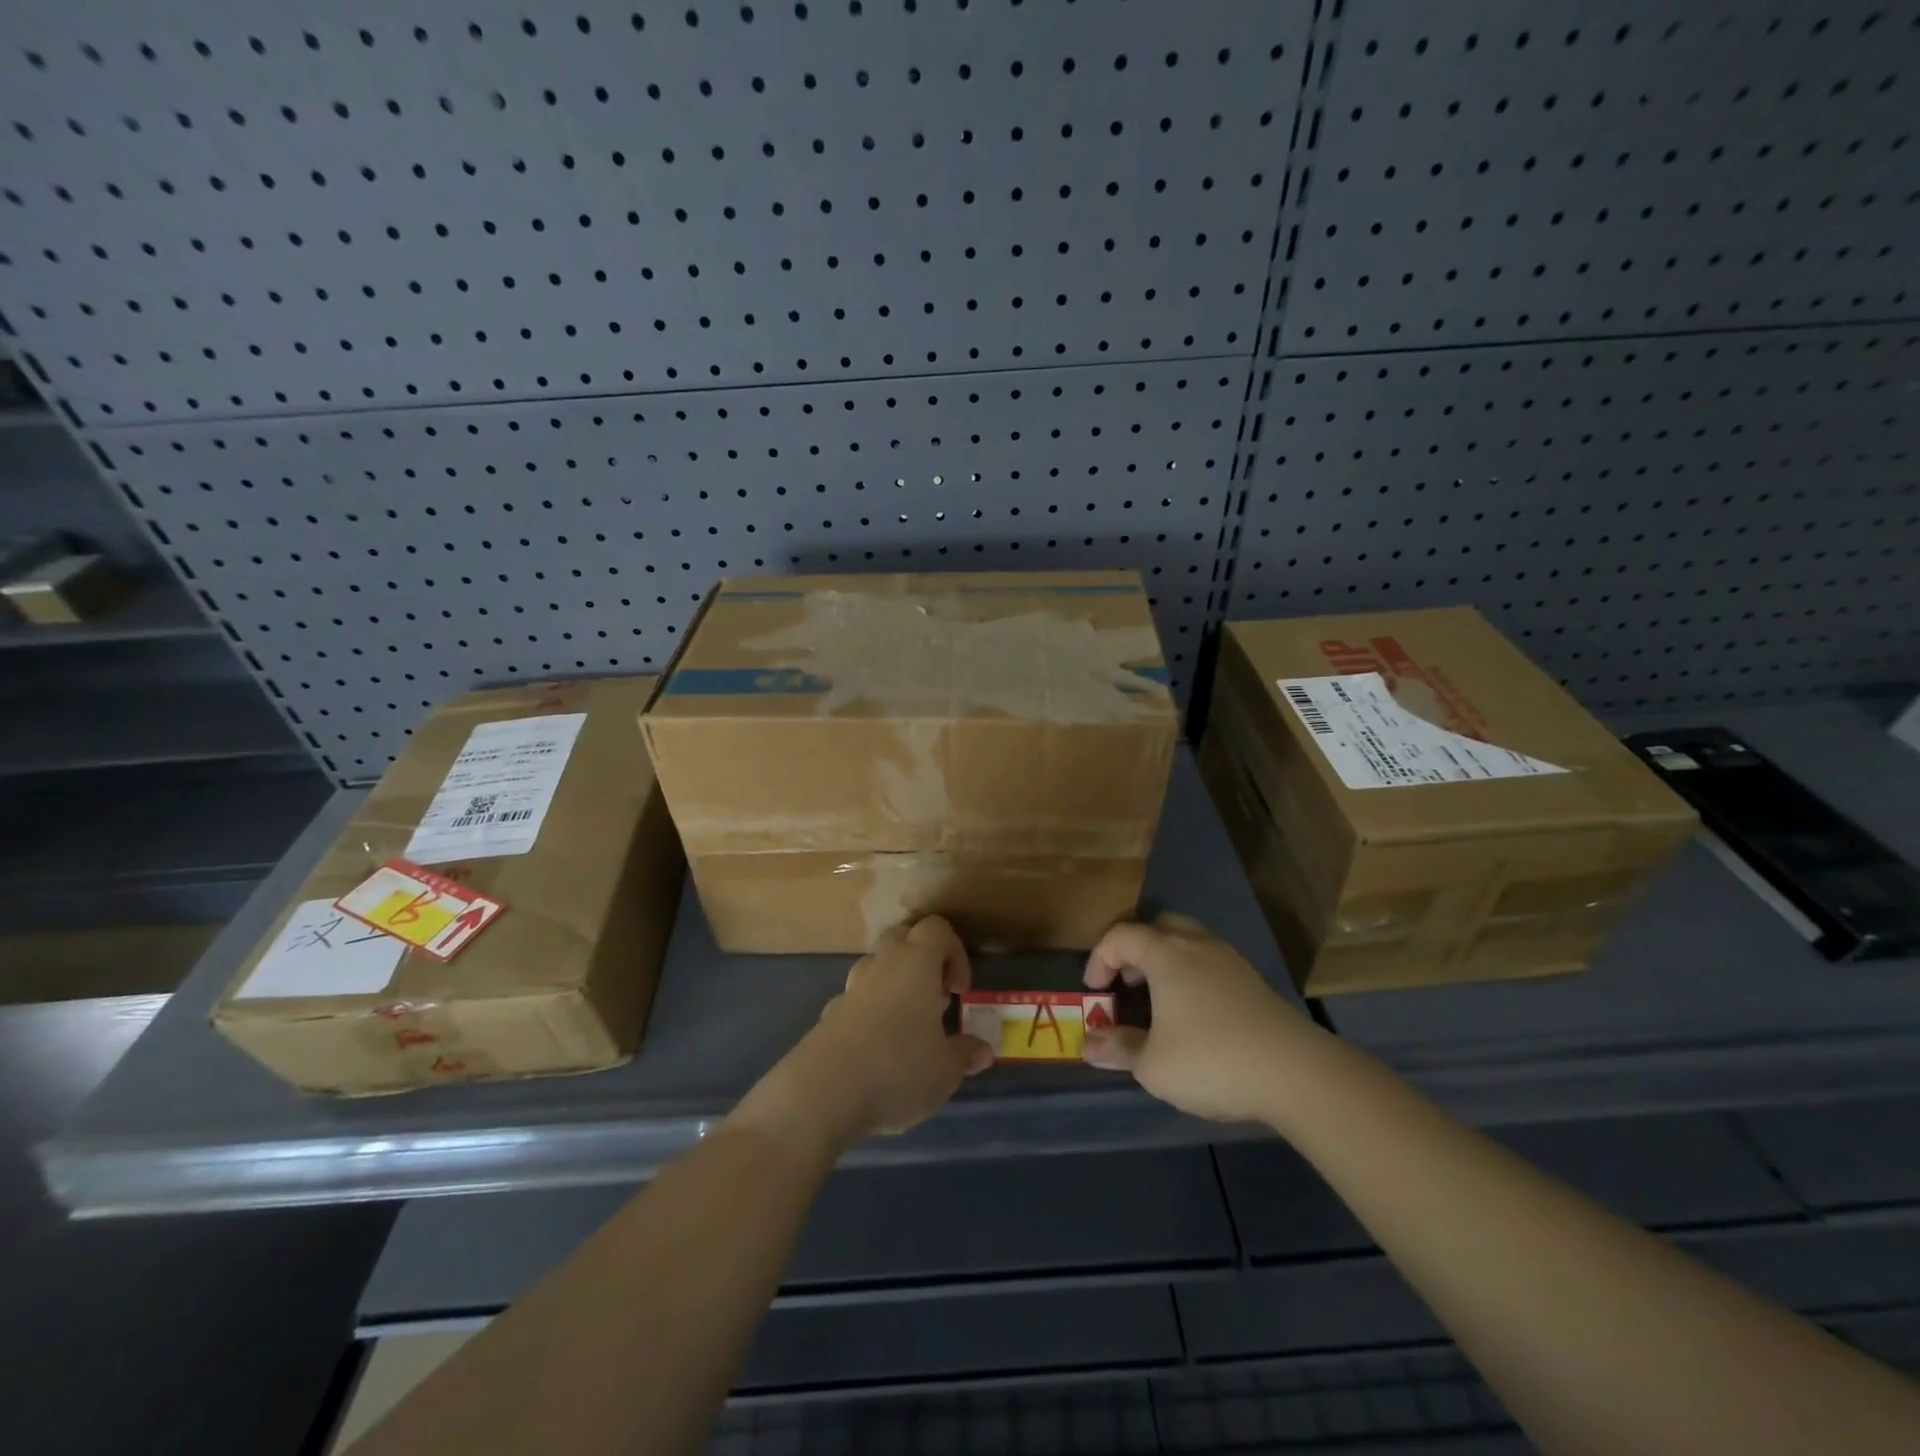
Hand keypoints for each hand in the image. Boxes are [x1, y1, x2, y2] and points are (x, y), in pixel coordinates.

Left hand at [763, 917, 993, 1144]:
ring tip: (908, 1026)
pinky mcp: (828, 1014)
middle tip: (936, 1001)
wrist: (821, 1093)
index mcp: (915, 963)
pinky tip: (877, 1049)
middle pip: (904, 938)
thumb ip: (965, 1054)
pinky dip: (871, 1012)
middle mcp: (881, 964)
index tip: (959, 991)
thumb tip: (982, 1050)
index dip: (955, 952)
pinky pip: (856, 999)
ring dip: (896, 984)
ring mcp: (850, 988)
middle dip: (924, 961)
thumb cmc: (897, 1069)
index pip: (937, 929)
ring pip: (877, 967)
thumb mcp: (945, 1070)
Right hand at [1081, 912, 1318, 1121]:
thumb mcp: (1153, 1064)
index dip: (1100, 957)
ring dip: (1167, 960)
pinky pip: (1212, 962)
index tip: (1094, 990)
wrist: (1295, 1072)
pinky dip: (1193, 975)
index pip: (1122, 936)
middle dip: (1137, 949)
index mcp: (1166, 954)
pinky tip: (1196, 1014)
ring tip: (1160, 999)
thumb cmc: (1211, 1060)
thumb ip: (1119, 1049)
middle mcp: (1198, 945)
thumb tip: (1088, 1045)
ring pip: (1190, 941)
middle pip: (1160, 926)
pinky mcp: (1255, 982)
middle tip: (1128, 982)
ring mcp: (1231, 961)